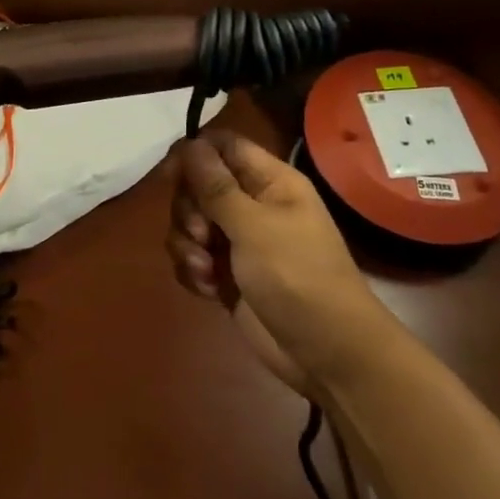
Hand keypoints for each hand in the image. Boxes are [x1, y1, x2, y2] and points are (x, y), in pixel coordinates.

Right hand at [167, 130, 387, 387]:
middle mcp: (252, 205)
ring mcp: (238, 241)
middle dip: (189, 210)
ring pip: (190, 222)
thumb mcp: (254, 227)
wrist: (328, 354)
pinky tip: (208, 289)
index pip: (224, 146)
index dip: (194, 153)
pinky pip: (193, 257)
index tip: (171, 175)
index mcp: (269, 182)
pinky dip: (193, 271)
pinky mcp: (227, 275)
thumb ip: (215, 186)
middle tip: (202, 234)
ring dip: (187, 245)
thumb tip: (189, 143)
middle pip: (199, 185)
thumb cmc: (298, 277)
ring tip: (205, 270)